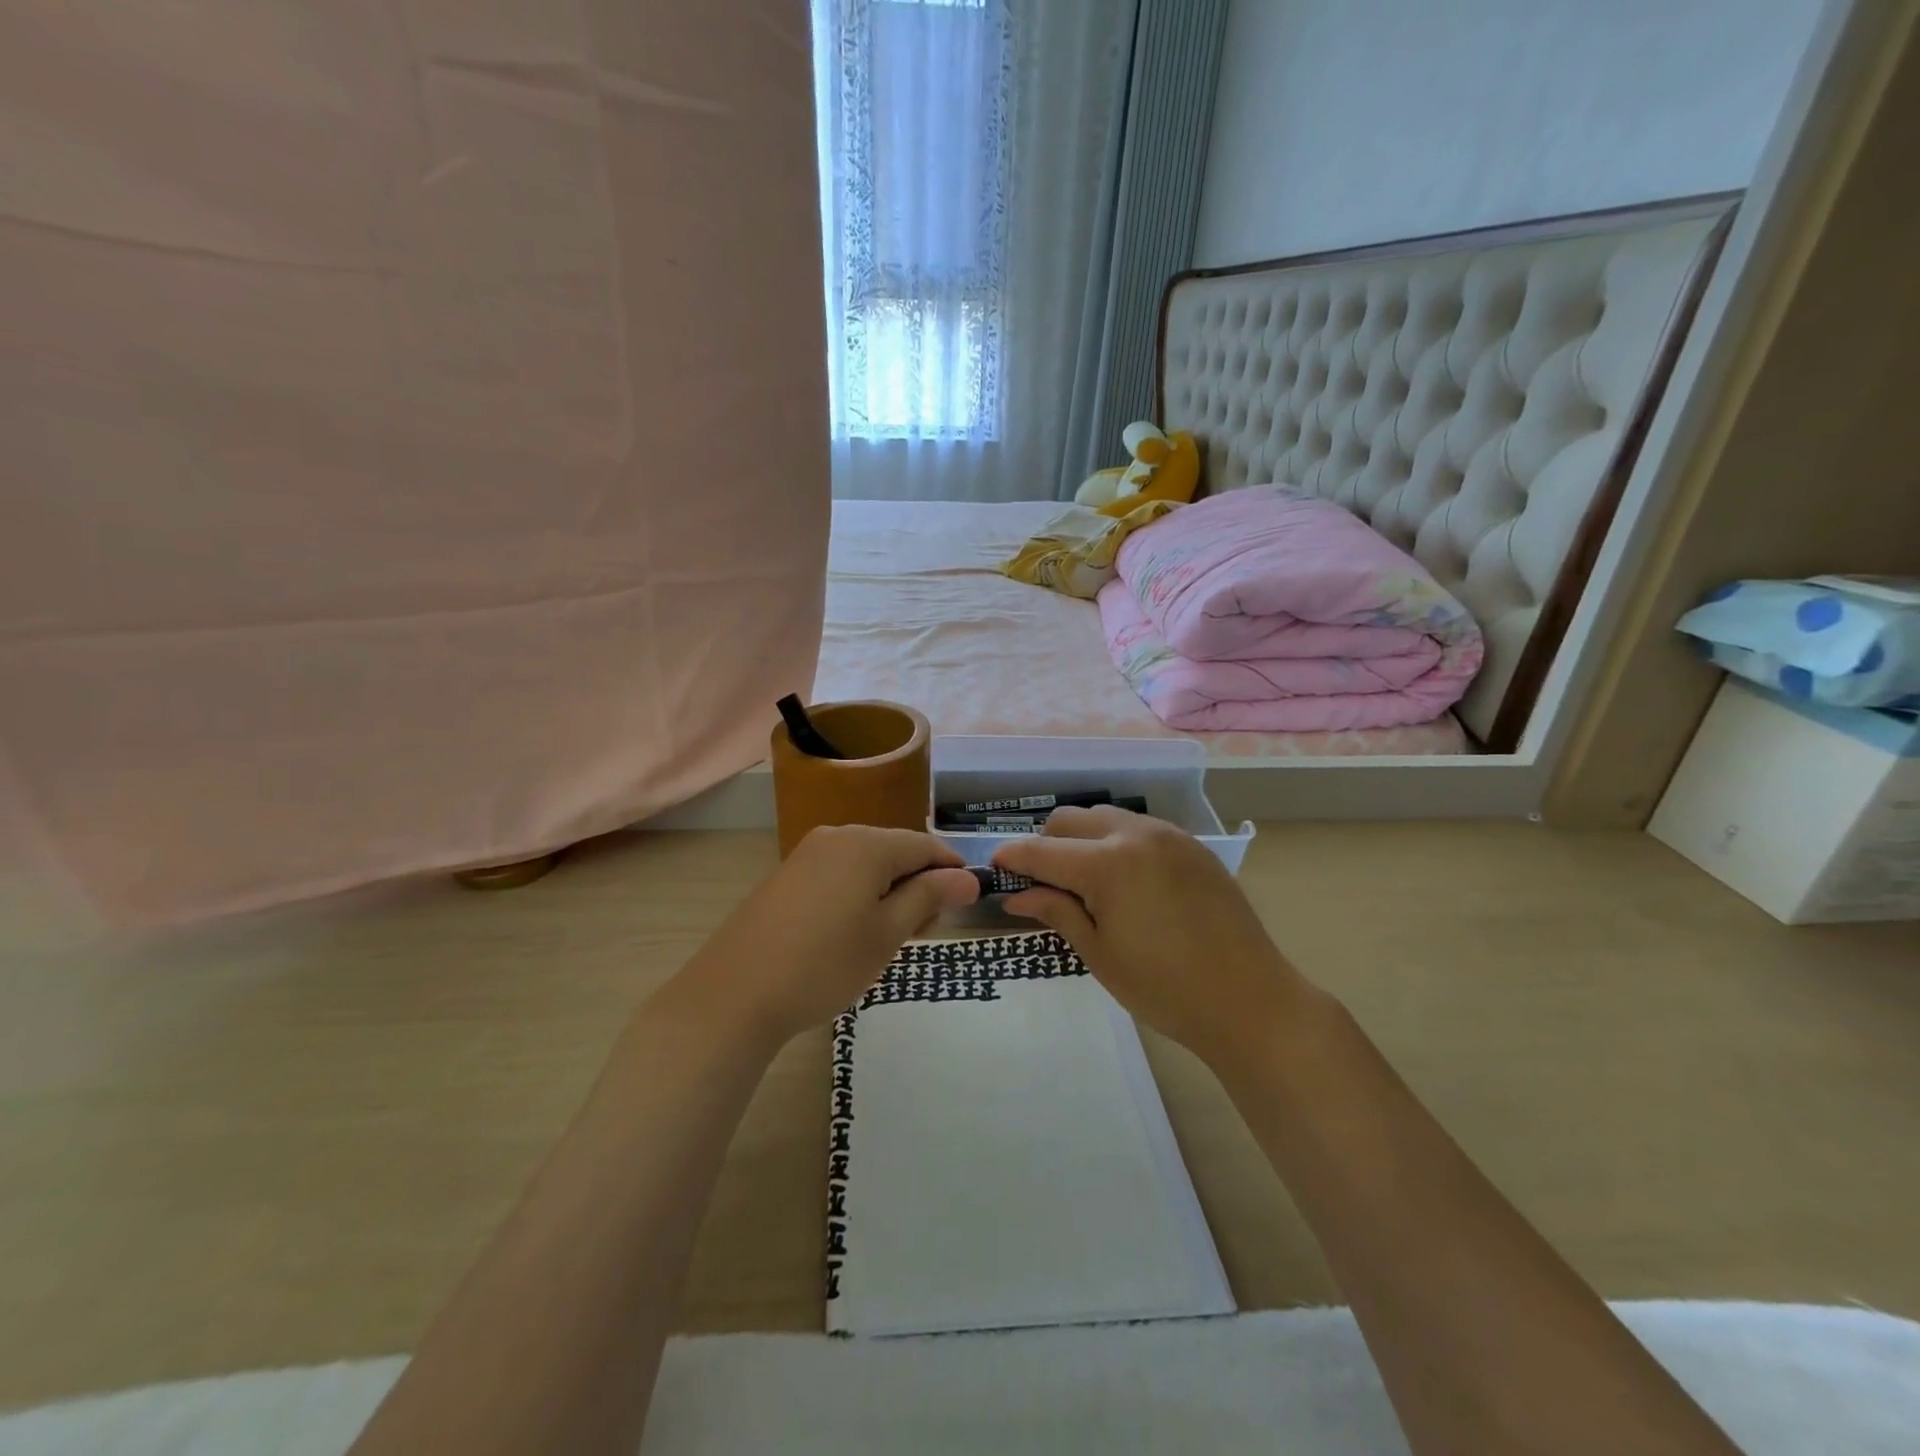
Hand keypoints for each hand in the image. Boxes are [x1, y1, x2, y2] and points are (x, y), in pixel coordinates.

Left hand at [665, 826, 979, 1048]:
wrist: (734, 995)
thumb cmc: (824, 965)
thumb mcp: (887, 934)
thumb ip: (928, 898)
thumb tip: (968, 877)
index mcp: (866, 844)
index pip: (924, 846)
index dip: (951, 871)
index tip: (967, 904)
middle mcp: (836, 836)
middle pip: (894, 851)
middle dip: (917, 885)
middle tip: (921, 935)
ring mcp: (806, 854)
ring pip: (866, 864)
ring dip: (888, 893)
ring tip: (886, 940)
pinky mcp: (786, 876)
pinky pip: (838, 874)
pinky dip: (858, 896)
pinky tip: (850, 933)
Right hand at [993, 807, 1316, 1070]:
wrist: (1250, 1000)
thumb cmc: (1164, 988)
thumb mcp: (1099, 953)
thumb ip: (1055, 911)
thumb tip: (1016, 895)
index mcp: (1107, 864)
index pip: (1041, 850)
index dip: (1011, 858)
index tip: (995, 869)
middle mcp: (1135, 834)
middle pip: (1069, 819)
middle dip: (1046, 844)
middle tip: (1043, 884)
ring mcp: (1168, 835)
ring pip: (1104, 817)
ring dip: (1082, 839)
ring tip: (1085, 882)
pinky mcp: (1192, 845)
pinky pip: (1138, 829)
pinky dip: (1116, 843)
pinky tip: (1125, 881)